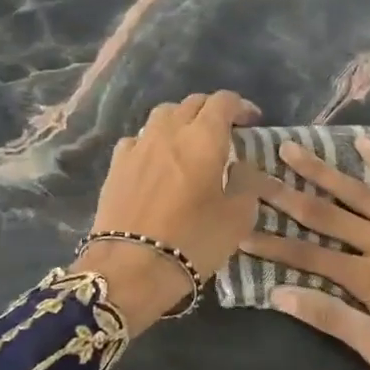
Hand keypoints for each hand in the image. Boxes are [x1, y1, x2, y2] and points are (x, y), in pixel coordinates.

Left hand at [81, 91, 261, 331]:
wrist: (131, 267)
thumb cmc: (193, 241)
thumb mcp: (238, 218)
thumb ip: (246, 184)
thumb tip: (239, 167)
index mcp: (204, 138)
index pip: (224, 101)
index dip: (241, 106)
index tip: (252, 121)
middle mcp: (170, 131)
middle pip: (192, 103)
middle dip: (212, 111)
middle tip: (225, 132)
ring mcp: (139, 145)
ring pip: (163, 114)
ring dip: (182, 120)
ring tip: (190, 142)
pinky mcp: (116, 164)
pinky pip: (140, 138)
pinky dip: (154, 141)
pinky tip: (157, 160)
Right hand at [242, 136, 369, 369]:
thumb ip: (334, 321)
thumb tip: (280, 295)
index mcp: (367, 277)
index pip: (306, 255)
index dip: (270, 243)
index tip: (238, 227)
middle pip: (324, 213)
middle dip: (283, 193)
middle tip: (252, 170)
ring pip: (358, 191)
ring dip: (322, 170)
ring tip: (292, 148)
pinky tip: (362, 142)